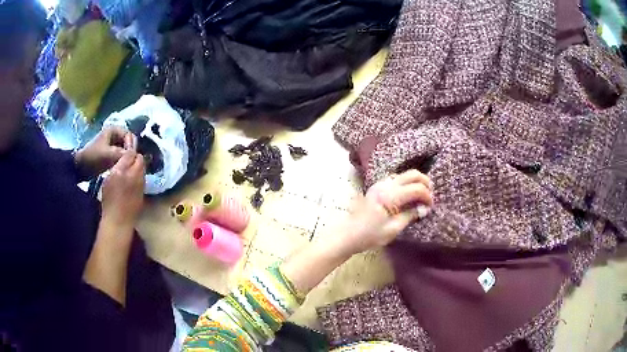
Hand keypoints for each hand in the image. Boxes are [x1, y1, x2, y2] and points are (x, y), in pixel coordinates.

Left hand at [75, 127, 136, 178]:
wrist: (80, 167)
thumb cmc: (93, 157)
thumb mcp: (108, 154)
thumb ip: (122, 154)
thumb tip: (135, 156)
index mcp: (114, 129)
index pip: (130, 135)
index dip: (131, 146)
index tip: (130, 157)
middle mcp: (114, 135)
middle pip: (128, 142)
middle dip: (129, 152)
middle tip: (128, 163)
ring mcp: (112, 144)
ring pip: (125, 150)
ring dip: (125, 158)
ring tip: (125, 167)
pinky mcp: (110, 153)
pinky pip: (120, 156)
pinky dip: (121, 161)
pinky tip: (121, 169)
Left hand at [101, 151, 145, 230]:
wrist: (116, 221)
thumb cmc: (132, 211)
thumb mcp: (140, 192)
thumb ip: (140, 176)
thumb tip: (140, 166)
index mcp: (133, 174)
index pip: (138, 157)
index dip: (139, 160)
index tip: (140, 165)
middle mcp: (121, 170)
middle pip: (128, 154)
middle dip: (131, 158)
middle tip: (133, 166)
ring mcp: (112, 173)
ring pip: (120, 161)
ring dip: (123, 164)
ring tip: (125, 174)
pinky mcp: (106, 178)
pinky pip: (113, 170)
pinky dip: (116, 173)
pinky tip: (117, 182)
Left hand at [336, 169, 433, 254]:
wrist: (349, 234)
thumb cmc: (370, 235)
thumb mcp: (393, 229)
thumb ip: (410, 215)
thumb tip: (424, 208)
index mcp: (390, 196)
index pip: (416, 188)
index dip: (427, 196)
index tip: (430, 206)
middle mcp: (385, 185)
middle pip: (412, 174)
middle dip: (425, 182)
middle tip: (430, 196)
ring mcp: (380, 183)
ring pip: (404, 174)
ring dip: (416, 182)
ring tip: (422, 196)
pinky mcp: (377, 186)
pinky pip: (396, 178)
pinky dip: (406, 183)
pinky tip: (409, 194)